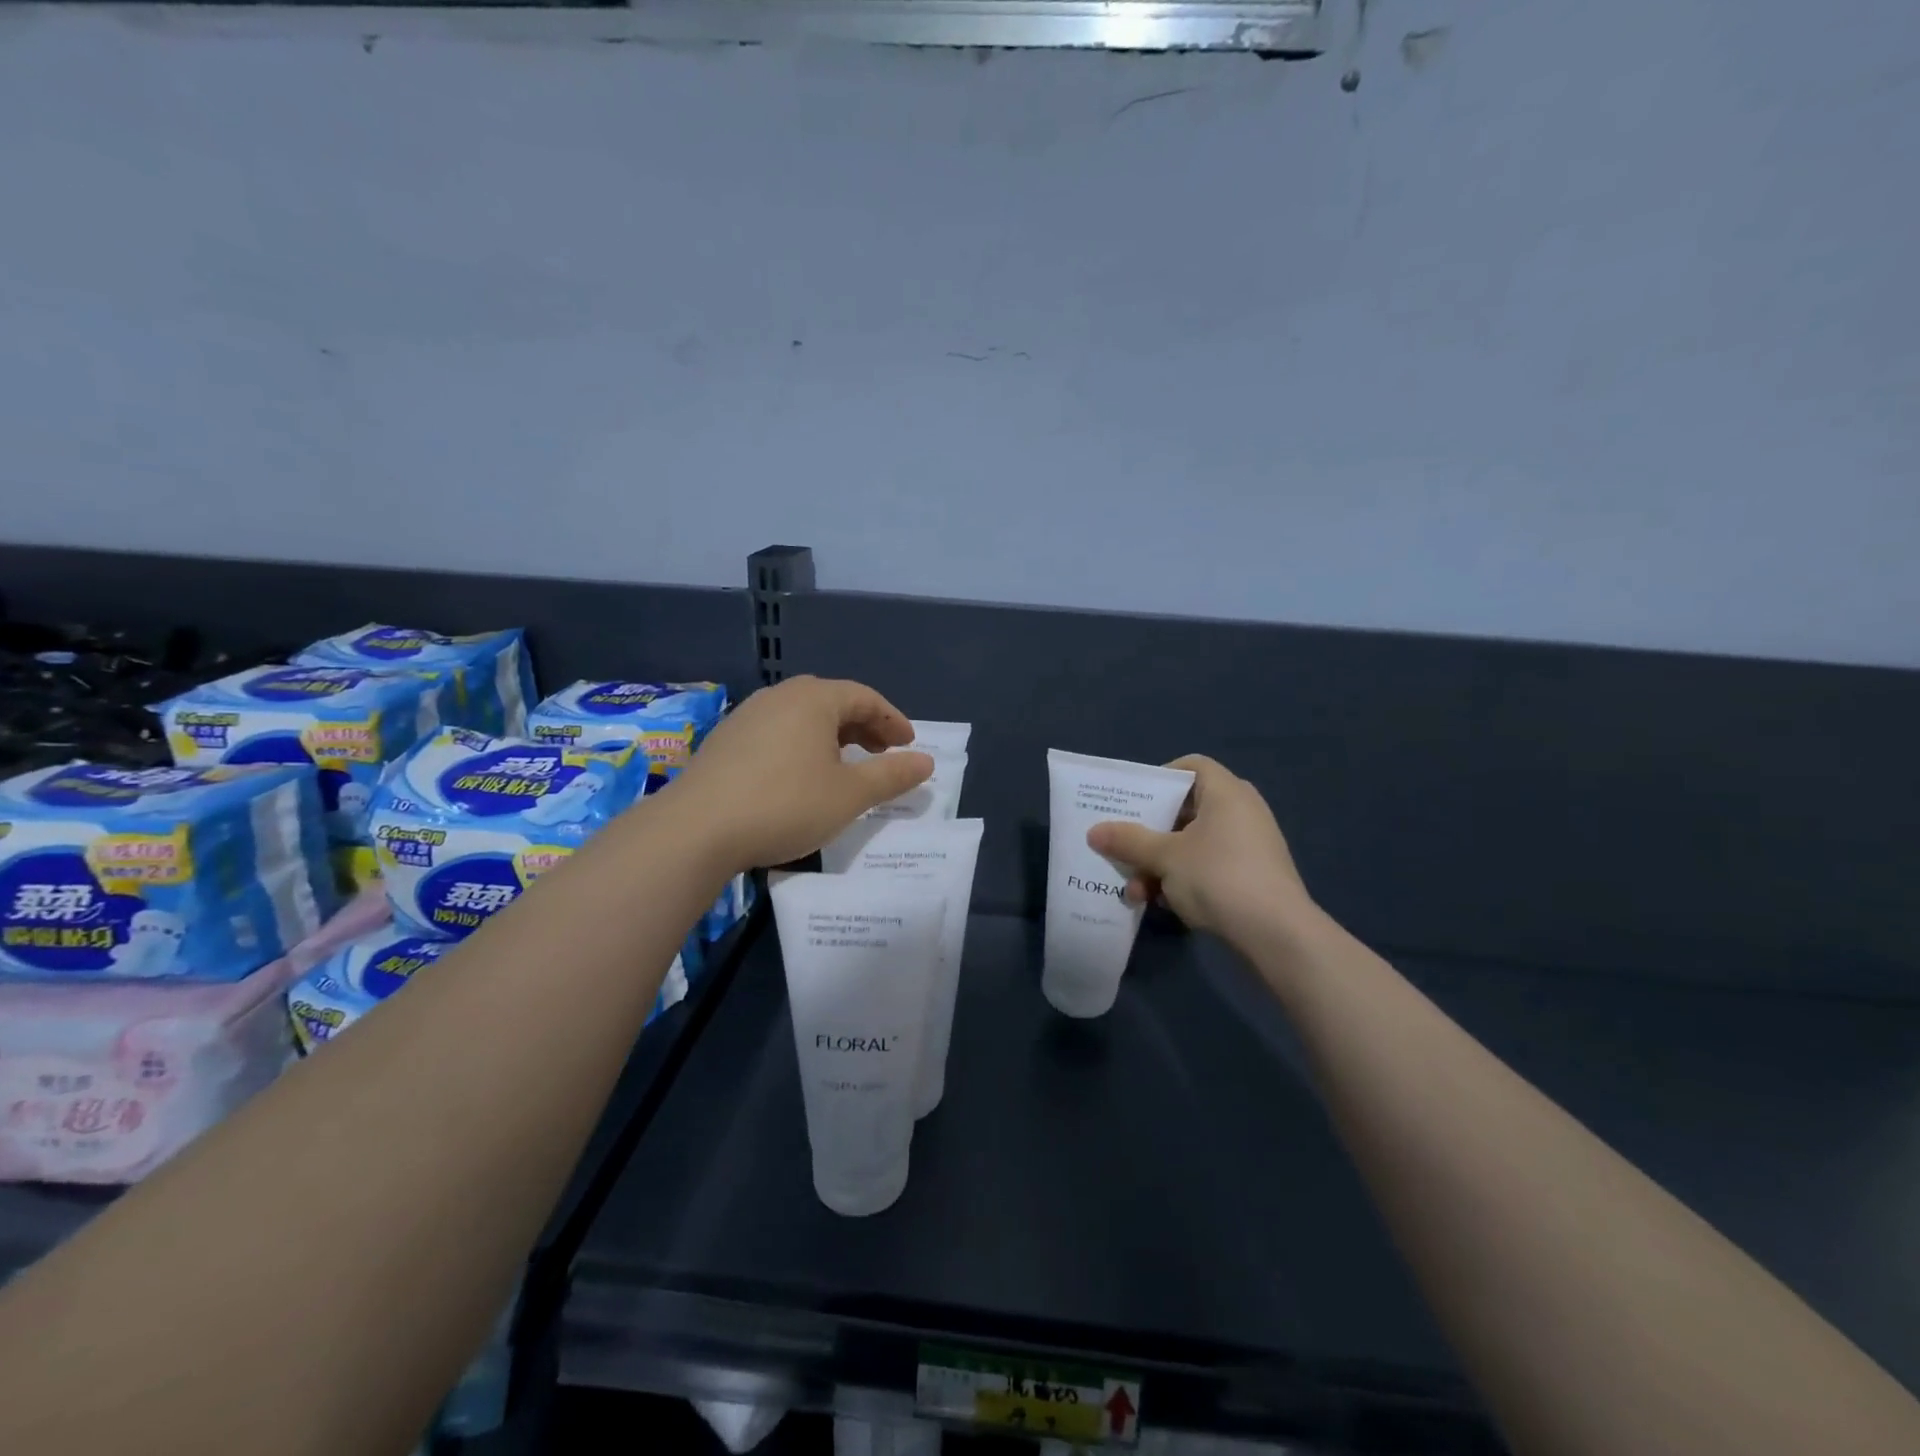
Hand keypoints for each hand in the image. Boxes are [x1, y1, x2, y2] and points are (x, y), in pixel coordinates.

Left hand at [668, 676, 933, 870]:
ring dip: (830, 736)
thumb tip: (926, 762)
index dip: (892, 720)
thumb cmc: (785, 804)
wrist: (696, 829)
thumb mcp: (849, 795)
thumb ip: (891, 776)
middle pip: (832, 701)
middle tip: (881, 753)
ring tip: (843, 765)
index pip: (864, 697)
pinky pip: (776, 732)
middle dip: (862, 726)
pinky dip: (800, 745)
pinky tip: (798, 775)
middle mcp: (779, 697)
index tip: (909, 745)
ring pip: (801, 716)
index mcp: (814, 699)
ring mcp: (746, 716)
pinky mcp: (724, 740)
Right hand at [1085, 755, 1312, 946]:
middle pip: (1186, 809)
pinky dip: (1184, 879)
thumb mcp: (1164, 857)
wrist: (1277, 934)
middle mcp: (1242, 811)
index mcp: (1226, 793)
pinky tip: (1163, 904)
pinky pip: (1209, 866)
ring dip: (1161, 864)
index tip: (1134, 800)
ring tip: (1137, 891)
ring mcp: (1250, 846)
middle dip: (1150, 833)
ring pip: (1193, 844)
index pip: (1192, 766)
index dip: (1160, 778)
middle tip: (1125, 848)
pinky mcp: (1253, 876)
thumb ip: (1128, 841)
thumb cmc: (1218, 877)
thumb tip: (1093, 831)